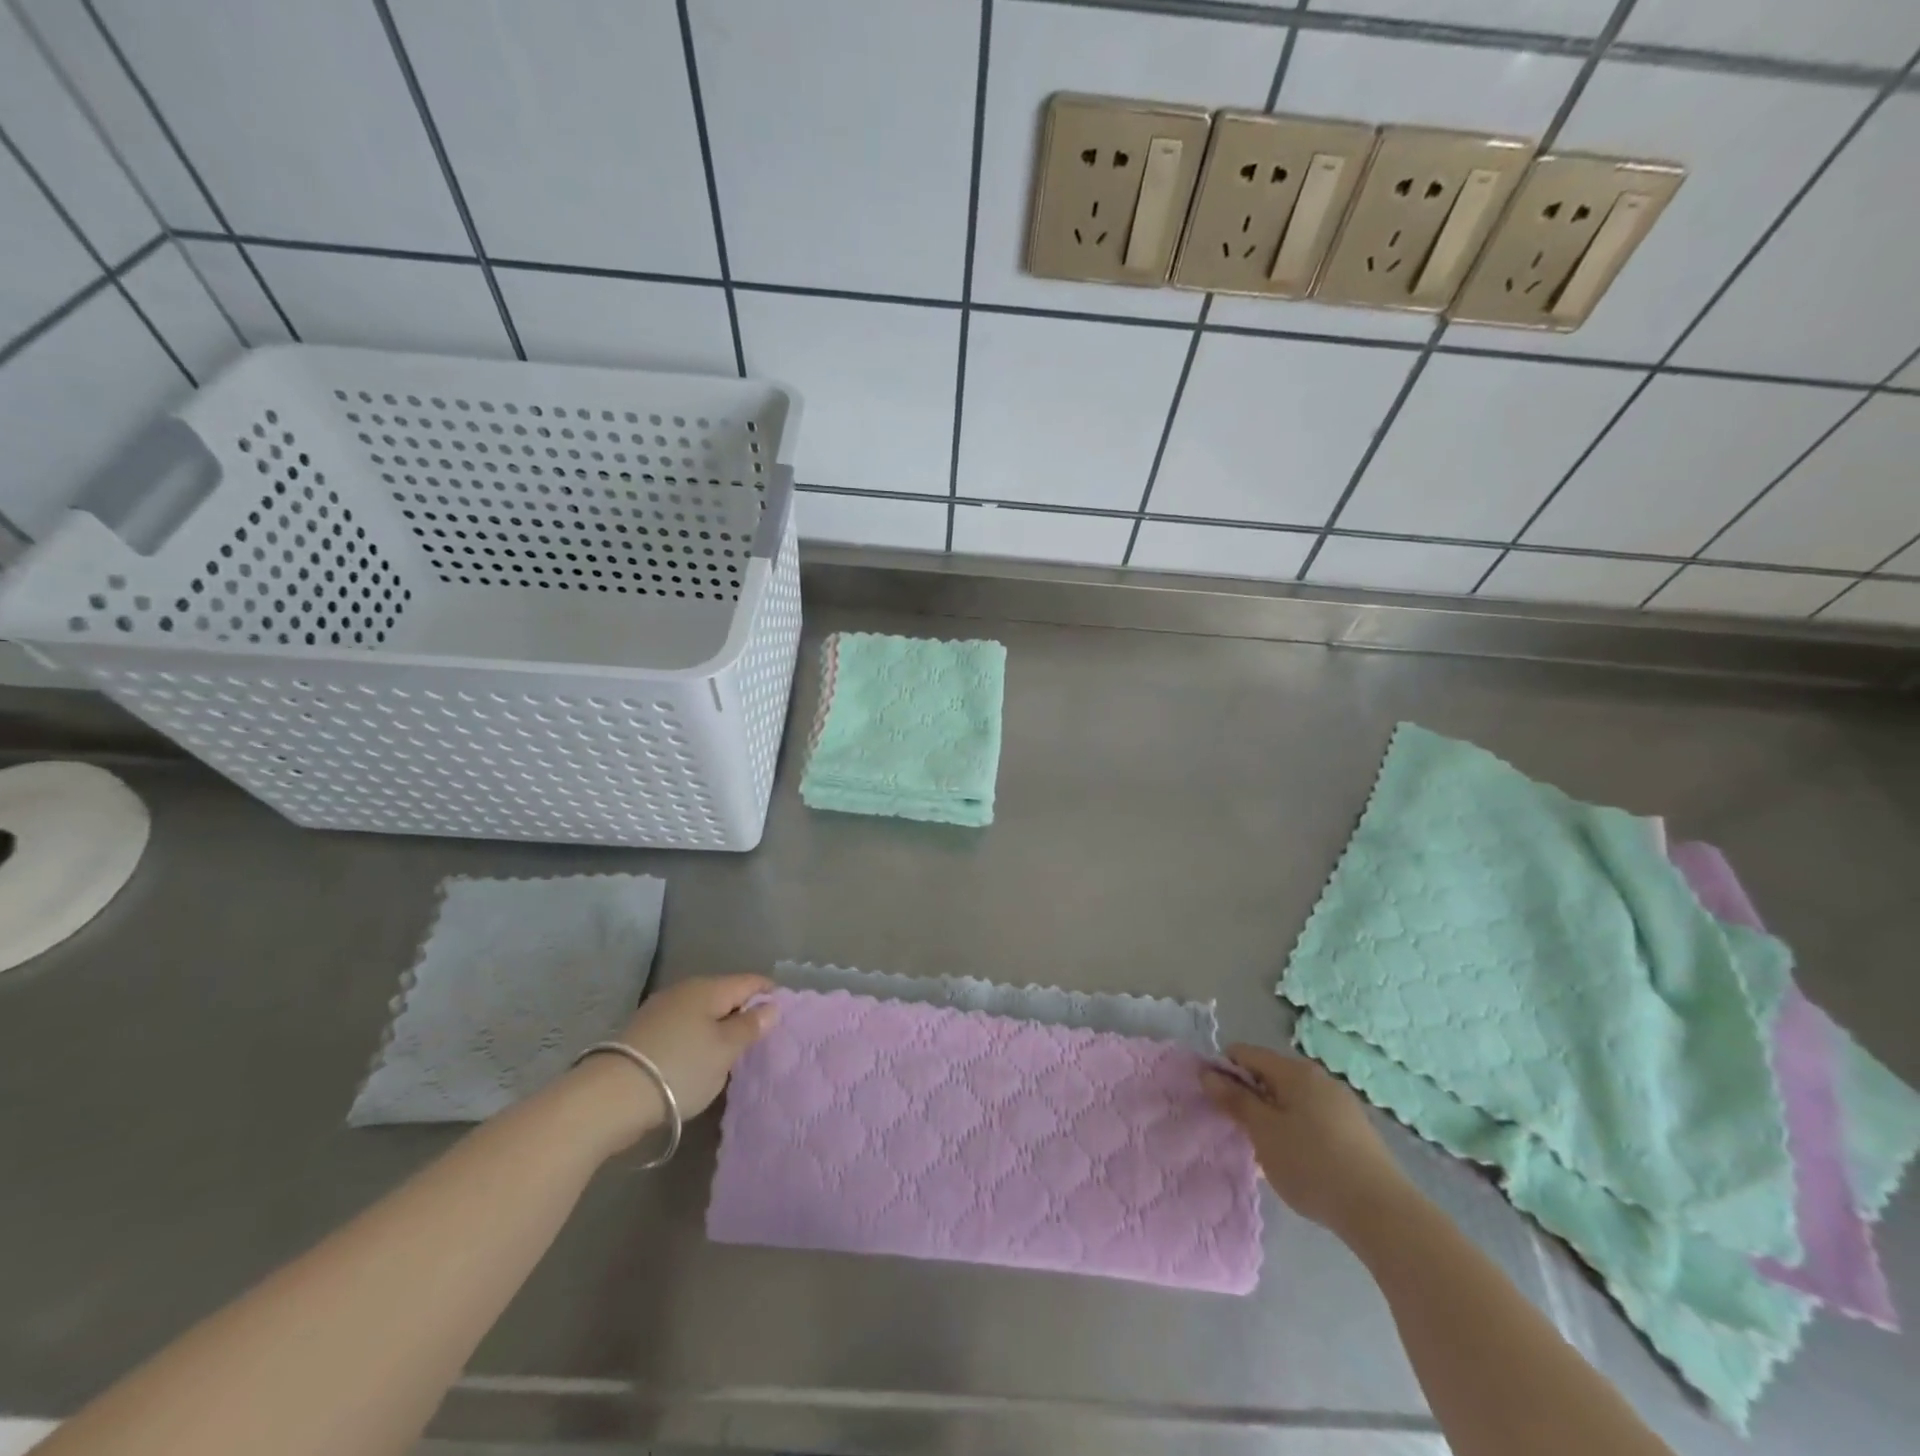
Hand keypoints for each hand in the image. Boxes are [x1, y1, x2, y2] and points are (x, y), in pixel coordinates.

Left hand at [564, 974, 777, 1153]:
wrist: (608, 1098)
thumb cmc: (680, 1068)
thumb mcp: (725, 1050)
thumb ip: (750, 1026)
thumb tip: (771, 1006)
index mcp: (709, 988)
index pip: (750, 981)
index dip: (770, 994)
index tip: (786, 1014)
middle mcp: (684, 990)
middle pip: (724, 994)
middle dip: (743, 1011)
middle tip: (760, 1038)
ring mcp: (660, 1010)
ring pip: (701, 1011)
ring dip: (718, 1027)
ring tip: (730, 1052)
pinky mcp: (642, 1033)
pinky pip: (682, 1027)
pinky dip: (696, 1038)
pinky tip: (698, 1058)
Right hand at [1203, 1045, 1413, 1237]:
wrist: (1382, 1212)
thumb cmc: (1312, 1165)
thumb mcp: (1263, 1132)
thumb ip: (1234, 1100)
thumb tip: (1208, 1072)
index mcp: (1294, 1071)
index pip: (1245, 1053)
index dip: (1224, 1072)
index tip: (1216, 1103)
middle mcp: (1318, 1078)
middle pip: (1269, 1075)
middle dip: (1249, 1098)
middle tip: (1241, 1132)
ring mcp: (1340, 1103)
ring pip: (1291, 1099)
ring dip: (1272, 1117)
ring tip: (1267, 1153)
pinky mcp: (1354, 1130)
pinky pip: (1311, 1118)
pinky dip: (1295, 1131)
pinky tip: (1297, 1163)